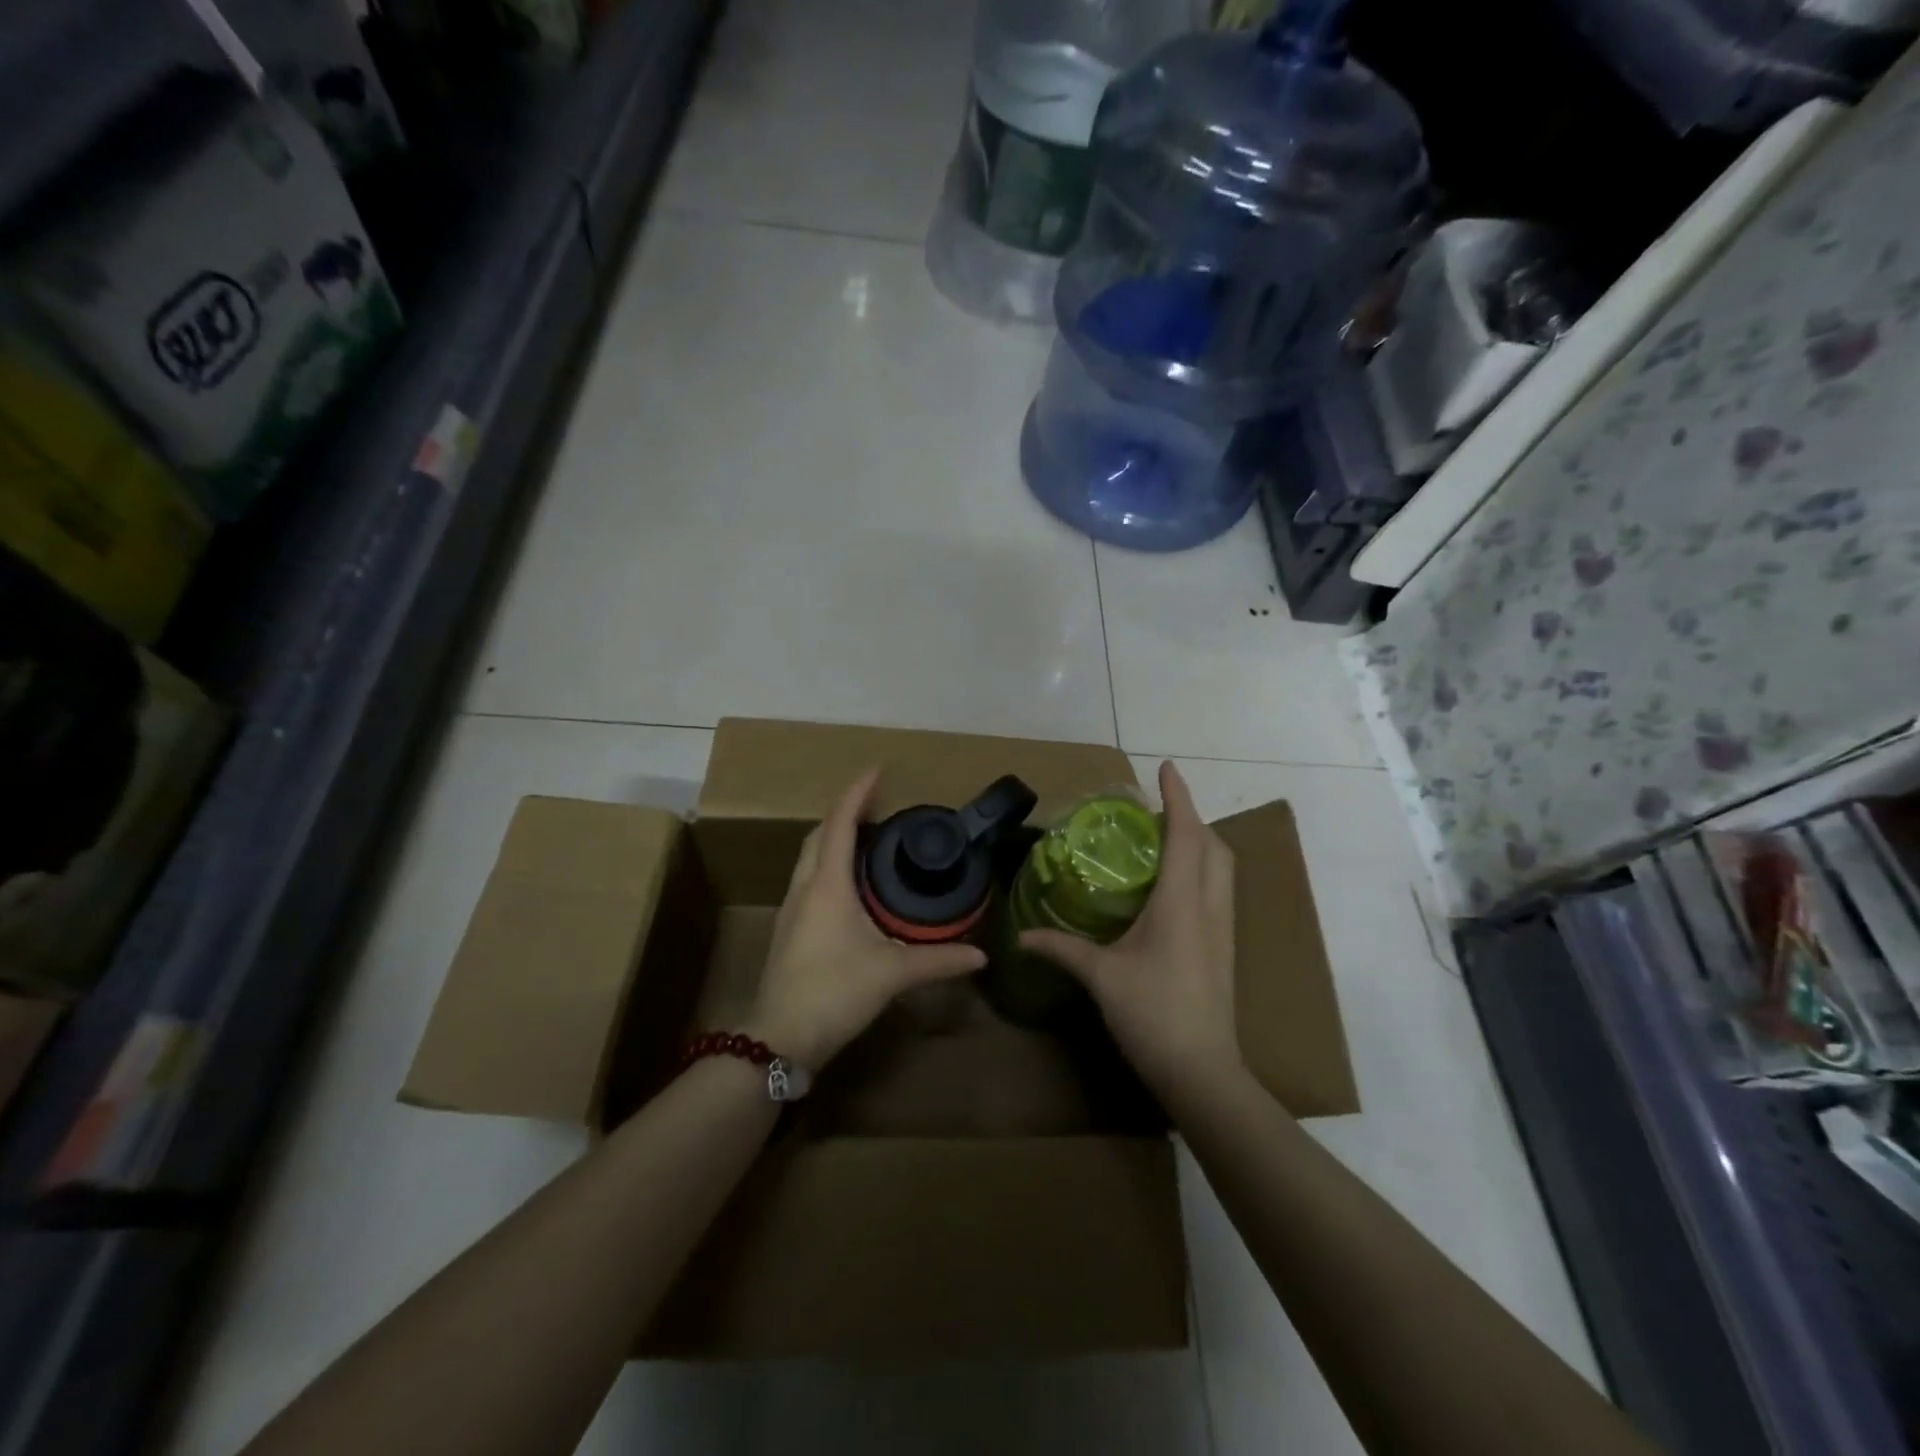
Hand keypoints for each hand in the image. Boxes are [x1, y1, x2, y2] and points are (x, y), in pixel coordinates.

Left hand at [745, 768, 985, 1069]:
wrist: (779, 1038)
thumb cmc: (834, 992)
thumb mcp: (892, 973)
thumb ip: (939, 960)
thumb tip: (981, 955)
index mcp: (827, 884)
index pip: (840, 823)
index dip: (858, 792)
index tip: (878, 770)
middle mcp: (804, 887)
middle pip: (820, 834)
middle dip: (846, 813)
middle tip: (879, 808)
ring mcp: (791, 908)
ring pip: (810, 856)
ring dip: (835, 839)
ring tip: (869, 840)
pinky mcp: (789, 928)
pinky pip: (808, 878)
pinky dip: (829, 865)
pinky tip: (851, 886)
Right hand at [1019, 761, 1238, 1101]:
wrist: (1202, 1071)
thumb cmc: (1153, 1015)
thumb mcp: (1101, 977)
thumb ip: (1061, 949)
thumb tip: (1021, 938)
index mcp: (1181, 903)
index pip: (1185, 835)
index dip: (1178, 797)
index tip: (1166, 767)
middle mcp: (1208, 907)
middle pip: (1213, 845)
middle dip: (1191, 817)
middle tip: (1157, 809)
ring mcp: (1223, 929)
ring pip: (1222, 868)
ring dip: (1200, 842)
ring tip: (1166, 838)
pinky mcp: (1224, 949)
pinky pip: (1219, 890)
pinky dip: (1201, 869)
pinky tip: (1174, 886)